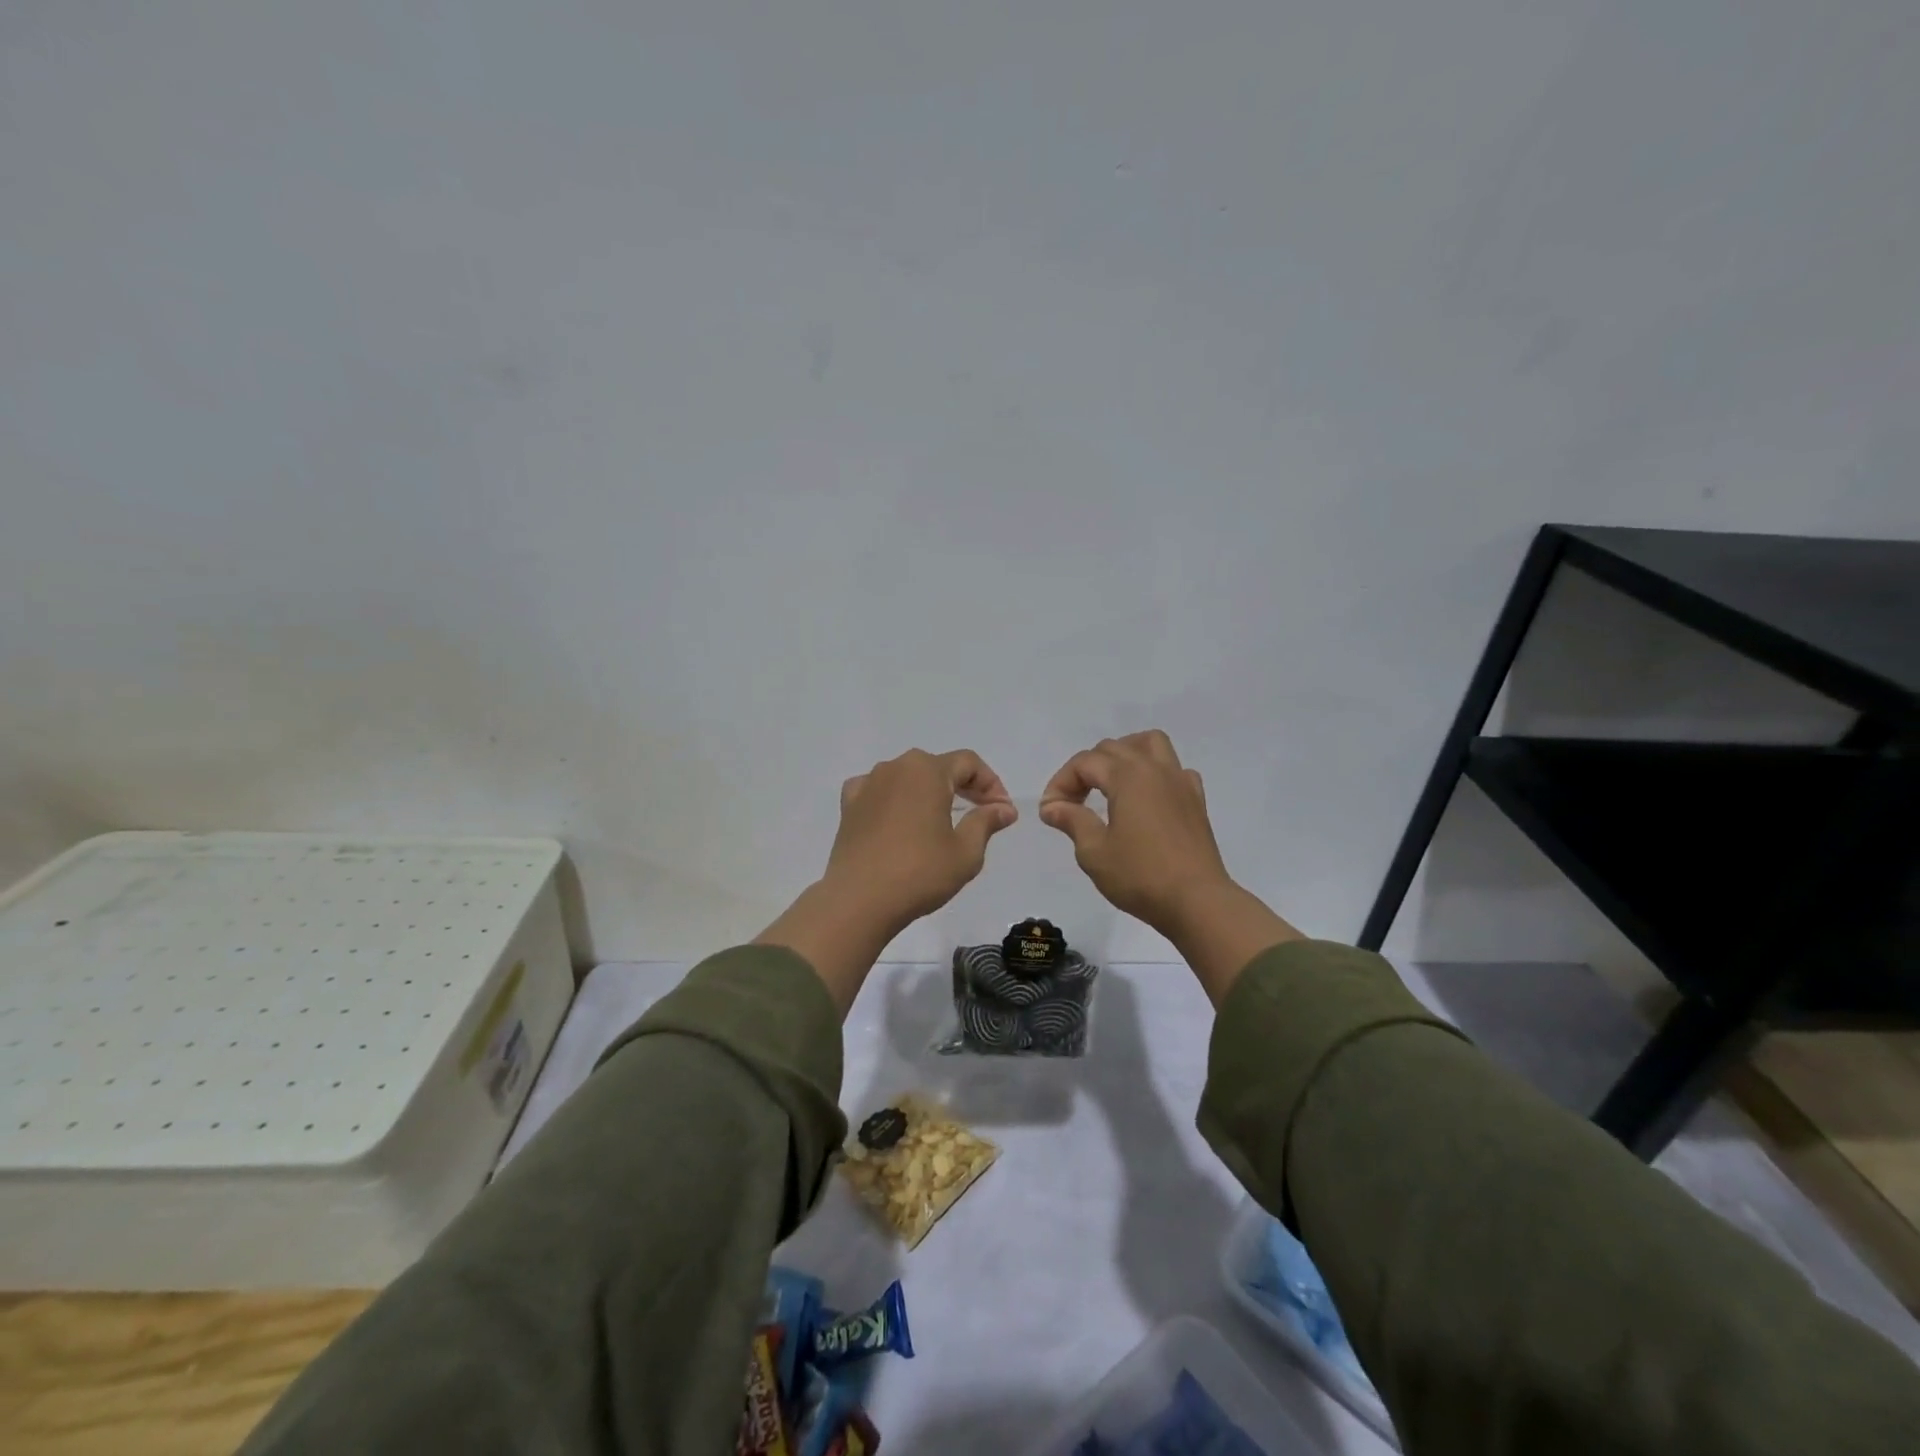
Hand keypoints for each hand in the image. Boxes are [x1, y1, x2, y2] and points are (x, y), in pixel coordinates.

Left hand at [824, 748, 1017, 926]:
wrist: (858, 900)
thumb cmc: (919, 873)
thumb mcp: (966, 851)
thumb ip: (986, 822)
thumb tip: (1004, 808)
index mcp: (927, 770)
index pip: (968, 763)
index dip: (991, 783)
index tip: (1002, 811)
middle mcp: (895, 767)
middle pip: (937, 767)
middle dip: (963, 786)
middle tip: (981, 812)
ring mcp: (868, 784)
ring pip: (907, 777)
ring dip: (928, 792)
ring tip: (941, 819)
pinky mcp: (848, 806)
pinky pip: (877, 791)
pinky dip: (894, 799)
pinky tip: (899, 818)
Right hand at [1039, 731, 1299, 1003]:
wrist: (1197, 902)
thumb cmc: (1140, 876)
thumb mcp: (1094, 852)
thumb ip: (1072, 820)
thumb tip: (1052, 806)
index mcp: (1127, 776)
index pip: (1085, 763)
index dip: (1061, 782)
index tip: (1050, 812)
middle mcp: (1154, 769)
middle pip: (1113, 748)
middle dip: (1086, 769)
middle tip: (1072, 803)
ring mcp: (1180, 782)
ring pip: (1150, 744)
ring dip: (1124, 754)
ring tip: (1110, 781)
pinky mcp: (1196, 800)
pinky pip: (1174, 770)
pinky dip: (1155, 774)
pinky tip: (1147, 798)